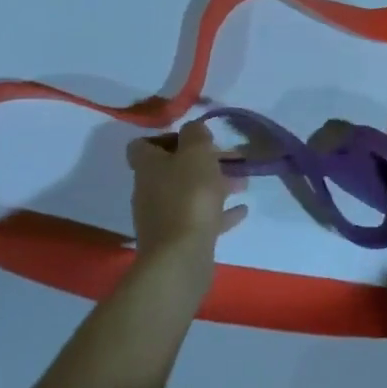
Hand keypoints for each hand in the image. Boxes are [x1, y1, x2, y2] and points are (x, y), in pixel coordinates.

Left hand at [127, 122, 247, 270]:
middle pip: (173, 170)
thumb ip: (196, 134)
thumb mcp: (196, 153)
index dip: (167, 137)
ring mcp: (163, 217)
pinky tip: (241, 210)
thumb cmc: (188, 196)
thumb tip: (194, 130)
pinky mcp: (177, 240)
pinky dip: (219, 212)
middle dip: (202, 162)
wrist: (180, 258)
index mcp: (148, 167)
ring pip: (189, 193)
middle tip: (230, 158)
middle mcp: (150, 190)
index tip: (194, 138)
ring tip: (243, 183)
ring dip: (215, 185)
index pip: (143, 145)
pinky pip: (200, 218)